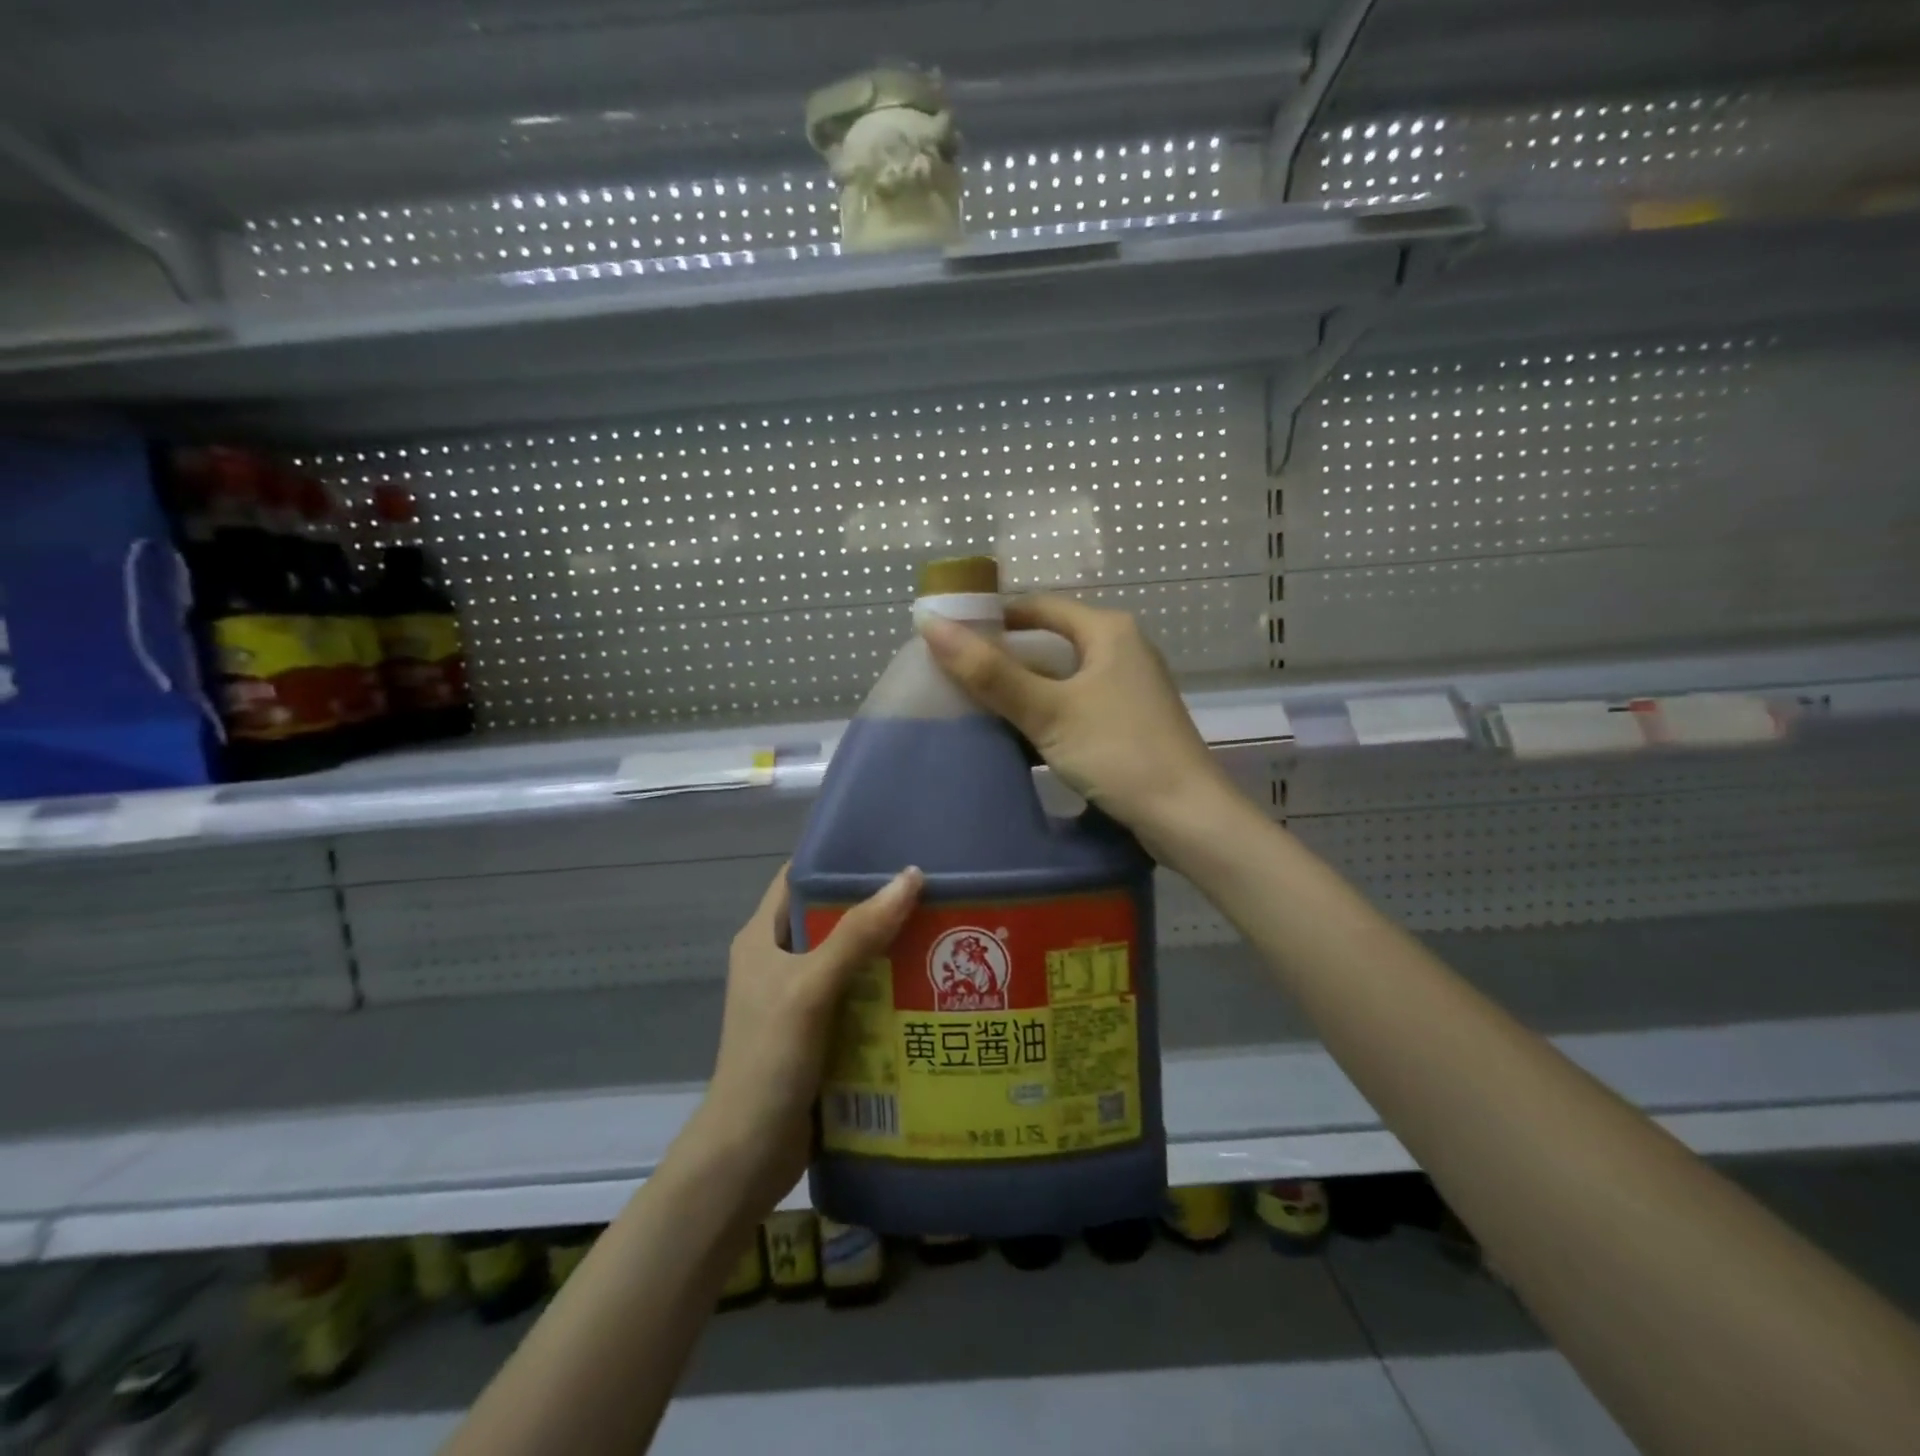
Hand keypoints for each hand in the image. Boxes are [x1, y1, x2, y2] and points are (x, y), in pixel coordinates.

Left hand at [694, 863, 922, 1211]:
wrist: (747, 1156)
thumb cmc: (769, 1060)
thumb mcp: (811, 988)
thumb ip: (857, 935)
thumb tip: (910, 877)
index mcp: (762, 939)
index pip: (799, 879)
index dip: (837, 860)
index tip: (889, 847)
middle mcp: (780, 963)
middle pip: (833, 919)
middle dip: (877, 906)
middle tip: (932, 891)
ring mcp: (800, 1002)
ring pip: (851, 961)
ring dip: (889, 951)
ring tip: (942, 932)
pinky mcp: (820, 1036)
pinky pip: (859, 999)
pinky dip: (888, 991)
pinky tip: (929, 987)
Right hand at [920, 595, 1229, 841]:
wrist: (1187, 817)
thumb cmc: (1120, 752)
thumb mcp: (1049, 711)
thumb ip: (990, 673)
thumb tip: (931, 626)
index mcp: (1108, 632)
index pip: (1039, 607)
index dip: (994, 616)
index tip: (952, 635)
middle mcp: (1121, 651)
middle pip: (1049, 643)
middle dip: (1003, 659)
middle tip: (954, 676)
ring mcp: (1127, 690)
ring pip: (1061, 680)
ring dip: (1021, 691)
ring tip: (973, 706)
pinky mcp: (1128, 725)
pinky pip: (1074, 708)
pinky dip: (1044, 716)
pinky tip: (1014, 737)